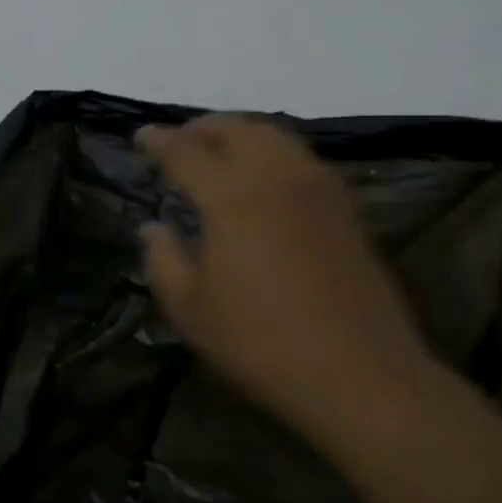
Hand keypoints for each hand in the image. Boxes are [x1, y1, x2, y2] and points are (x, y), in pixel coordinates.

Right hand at [137, 117, 433, 449]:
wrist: (360, 374)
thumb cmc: (261, 343)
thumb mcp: (191, 309)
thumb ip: (163, 259)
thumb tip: (153, 227)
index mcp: (231, 195)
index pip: (185, 151)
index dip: (158, 140)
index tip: (142, 137)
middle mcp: (276, 175)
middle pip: (235, 129)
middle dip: (201, 128)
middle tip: (180, 141)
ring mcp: (318, 187)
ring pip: (274, 136)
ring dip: (240, 134)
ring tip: (221, 152)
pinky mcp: (347, 206)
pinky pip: (301, 158)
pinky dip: (273, 152)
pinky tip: (266, 178)